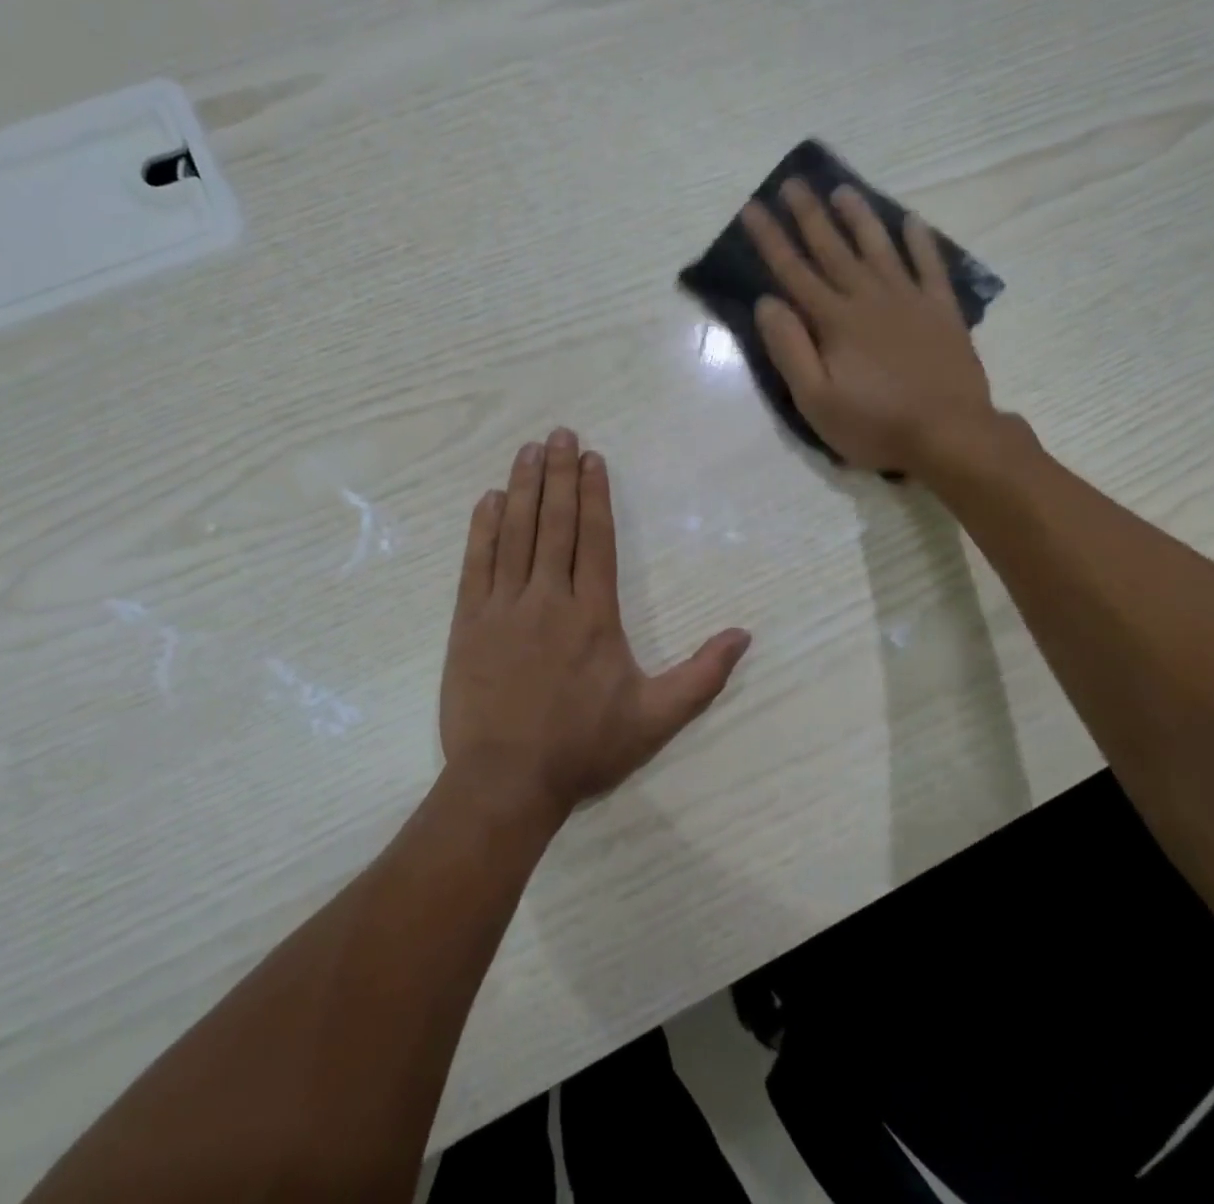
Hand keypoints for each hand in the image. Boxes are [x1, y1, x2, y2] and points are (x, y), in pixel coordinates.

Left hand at [439, 430, 751, 824]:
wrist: (507, 781)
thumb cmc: (584, 747)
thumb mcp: (656, 718)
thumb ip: (702, 676)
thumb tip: (744, 635)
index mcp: (593, 614)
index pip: (595, 539)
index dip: (593, 494)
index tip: (592, 459)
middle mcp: (549, 598)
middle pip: (555, 524)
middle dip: (558, 474)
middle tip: (560, 434)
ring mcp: (504, 607)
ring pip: (516, 534)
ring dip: (523, 488)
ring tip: (529, 450)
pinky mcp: (469, 622)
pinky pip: (477, 563)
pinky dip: (483, 528)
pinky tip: (490, 499)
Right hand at [744, 180, 1003, 484]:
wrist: (949, 435)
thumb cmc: (873, 424)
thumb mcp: (815, 399)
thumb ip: (789, 348)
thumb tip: (767, 302)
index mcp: (834, 320)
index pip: (793, 271)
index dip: (771, 239)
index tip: (753, 208)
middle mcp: (869, 298)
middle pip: (833, 249)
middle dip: (809, 215)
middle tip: (793, 182)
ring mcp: (910, 300)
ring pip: (879, 248)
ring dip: (859, 217)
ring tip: (842, 190)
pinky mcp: (941, 311)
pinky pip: (930, 266)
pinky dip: (920, 242)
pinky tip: (911, 221)